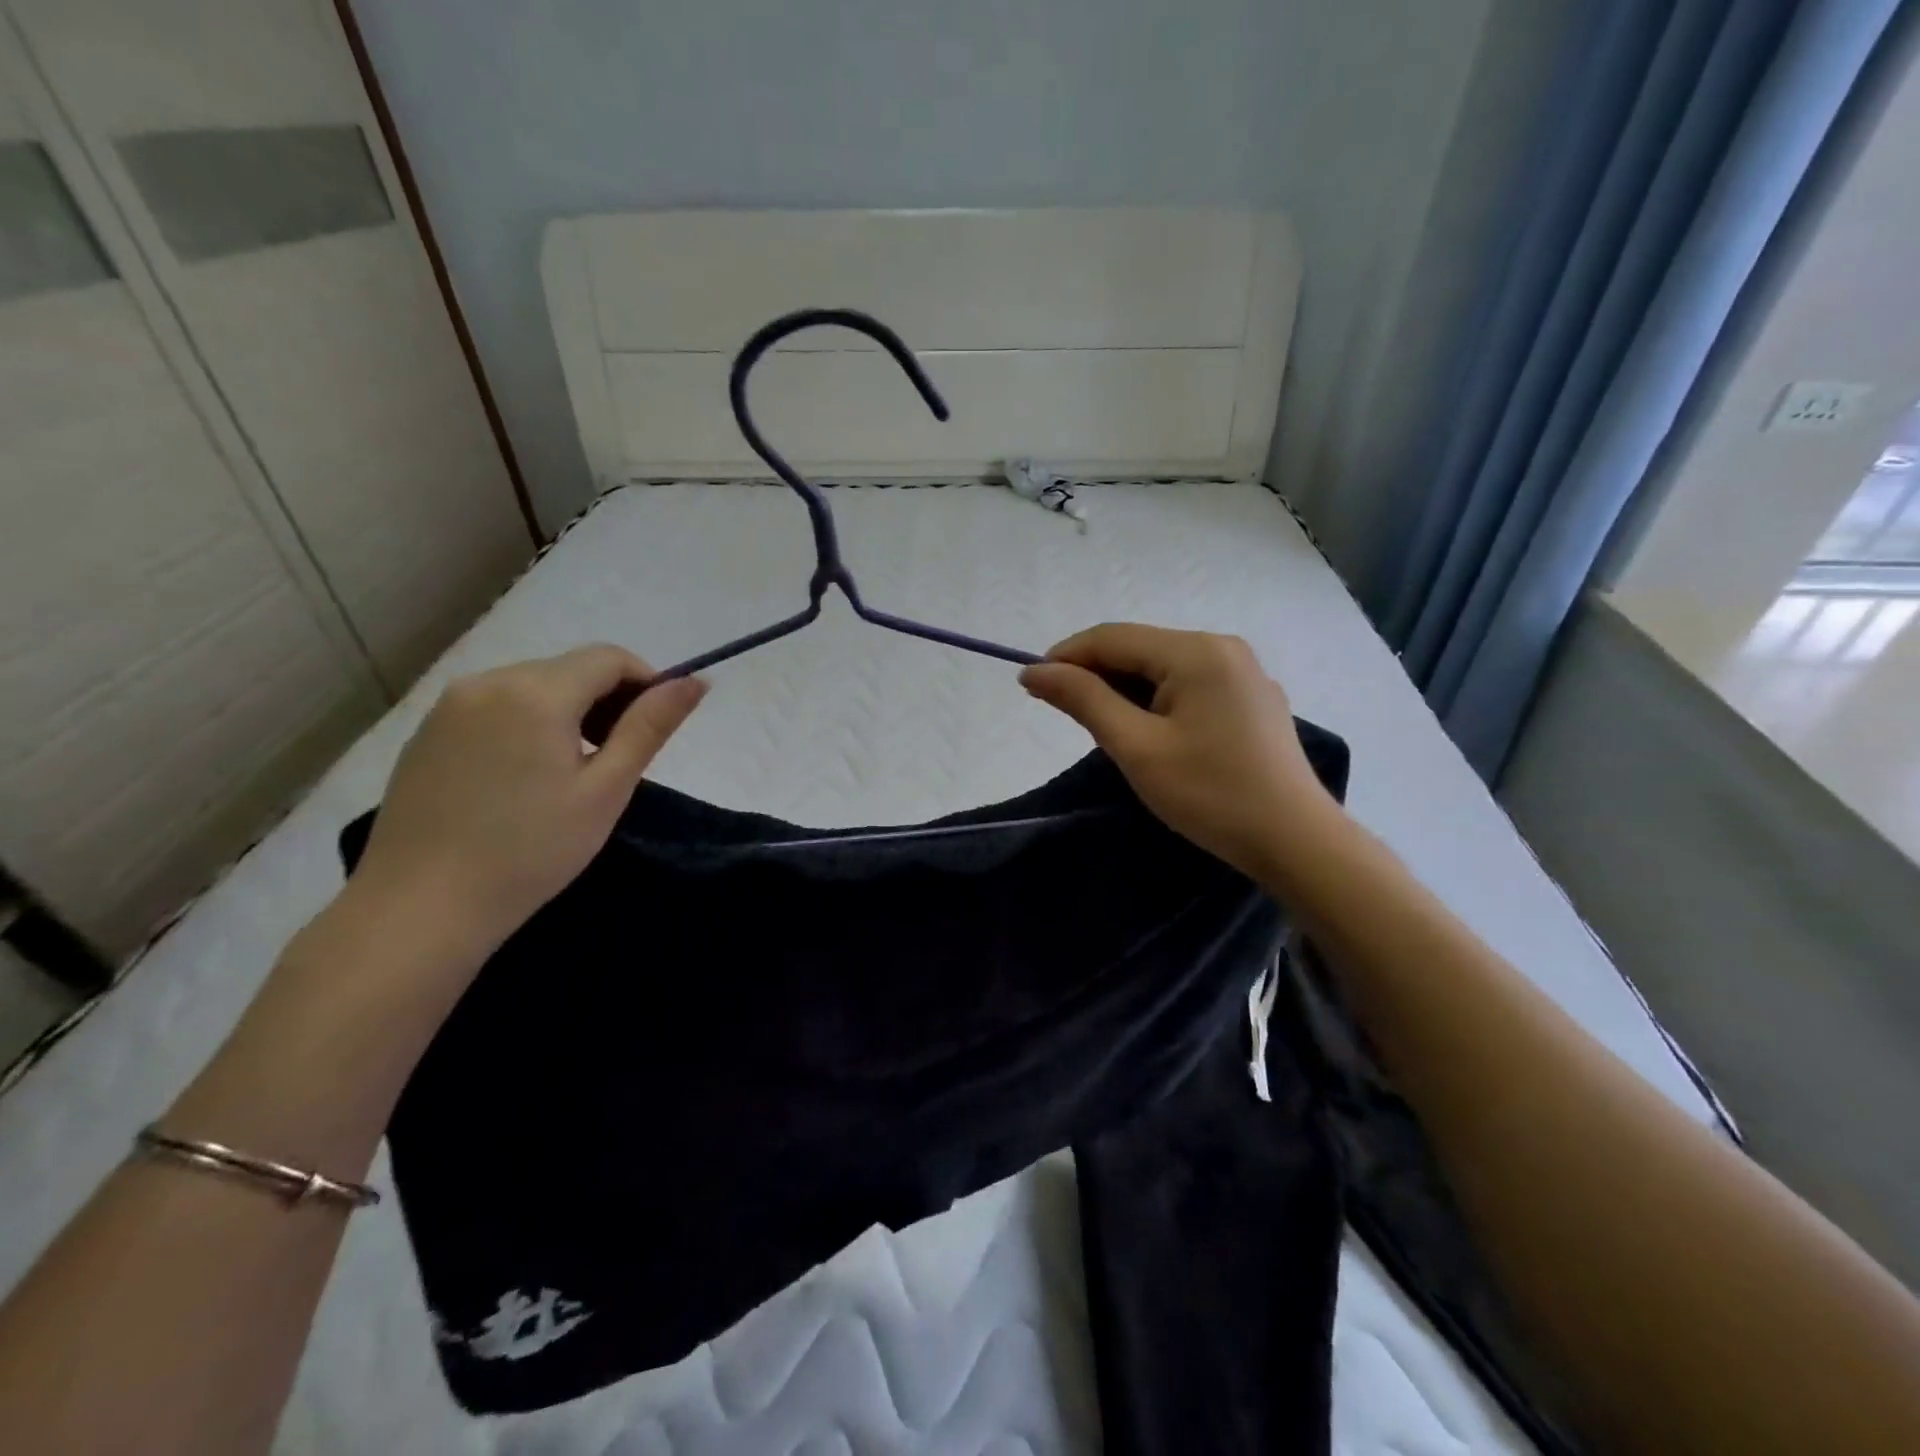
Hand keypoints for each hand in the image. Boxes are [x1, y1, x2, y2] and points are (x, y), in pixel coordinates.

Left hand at [349, 646, 705, 957]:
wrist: (420, 908)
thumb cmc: (530, 851)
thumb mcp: (606, 790)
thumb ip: (650, 727)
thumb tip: (696, 681)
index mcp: (537, 692)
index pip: (609, 658)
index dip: (645, 683)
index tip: (654, 729)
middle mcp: (488, 681)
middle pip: (570, 669)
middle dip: (606, 700)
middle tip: (617, 760)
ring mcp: (449, 706)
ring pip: (532, 686)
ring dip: (567, 712)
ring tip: (571, 772)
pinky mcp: (426, 732)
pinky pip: (494, 707)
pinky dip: (526, 725)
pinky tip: (522, 779)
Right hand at [1019, 624, 1342, 880]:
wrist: (1295, 841)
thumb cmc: (1209, 794)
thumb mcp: (1136, 747)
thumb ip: (1084, 700)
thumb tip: (1035, 671)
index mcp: (1196, 651)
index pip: (1112, 637)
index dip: (1066, 656)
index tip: (1030, 685)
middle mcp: (1222, 646)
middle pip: (1140, 648)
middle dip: (1096, 674)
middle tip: (1063, 713)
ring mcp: (1243, 672)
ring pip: (1164, 667)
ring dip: (1125, 688)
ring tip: (1104, 728)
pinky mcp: (1252, 698)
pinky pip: (1190, 684)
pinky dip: (1157, 699)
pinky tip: (1149, 731)